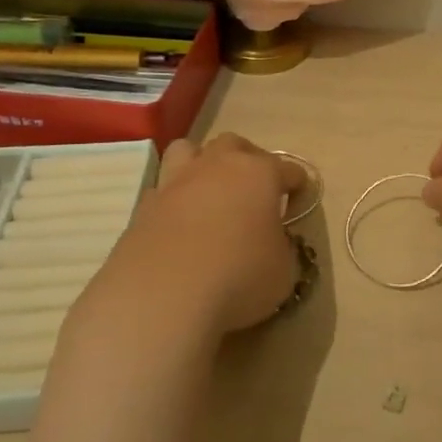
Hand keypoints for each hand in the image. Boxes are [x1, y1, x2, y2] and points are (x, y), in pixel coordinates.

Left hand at [98, 134, 300, 334]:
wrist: (161, 297)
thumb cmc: (238, 277)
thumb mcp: (283, 271)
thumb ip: (281, 248)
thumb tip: (271, 242)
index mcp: (259, 173)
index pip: (289, 170)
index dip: (298, 187)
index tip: (297, 209)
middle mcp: (217, 166)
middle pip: (235, 144)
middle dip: (248, 160)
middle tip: (253, 192)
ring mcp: (175, 182)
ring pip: (188, 150)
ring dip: (202, 164)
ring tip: (209, 192)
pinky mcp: (143, 207)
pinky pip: (161, 190)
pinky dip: (173, 200)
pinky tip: (178, 225)